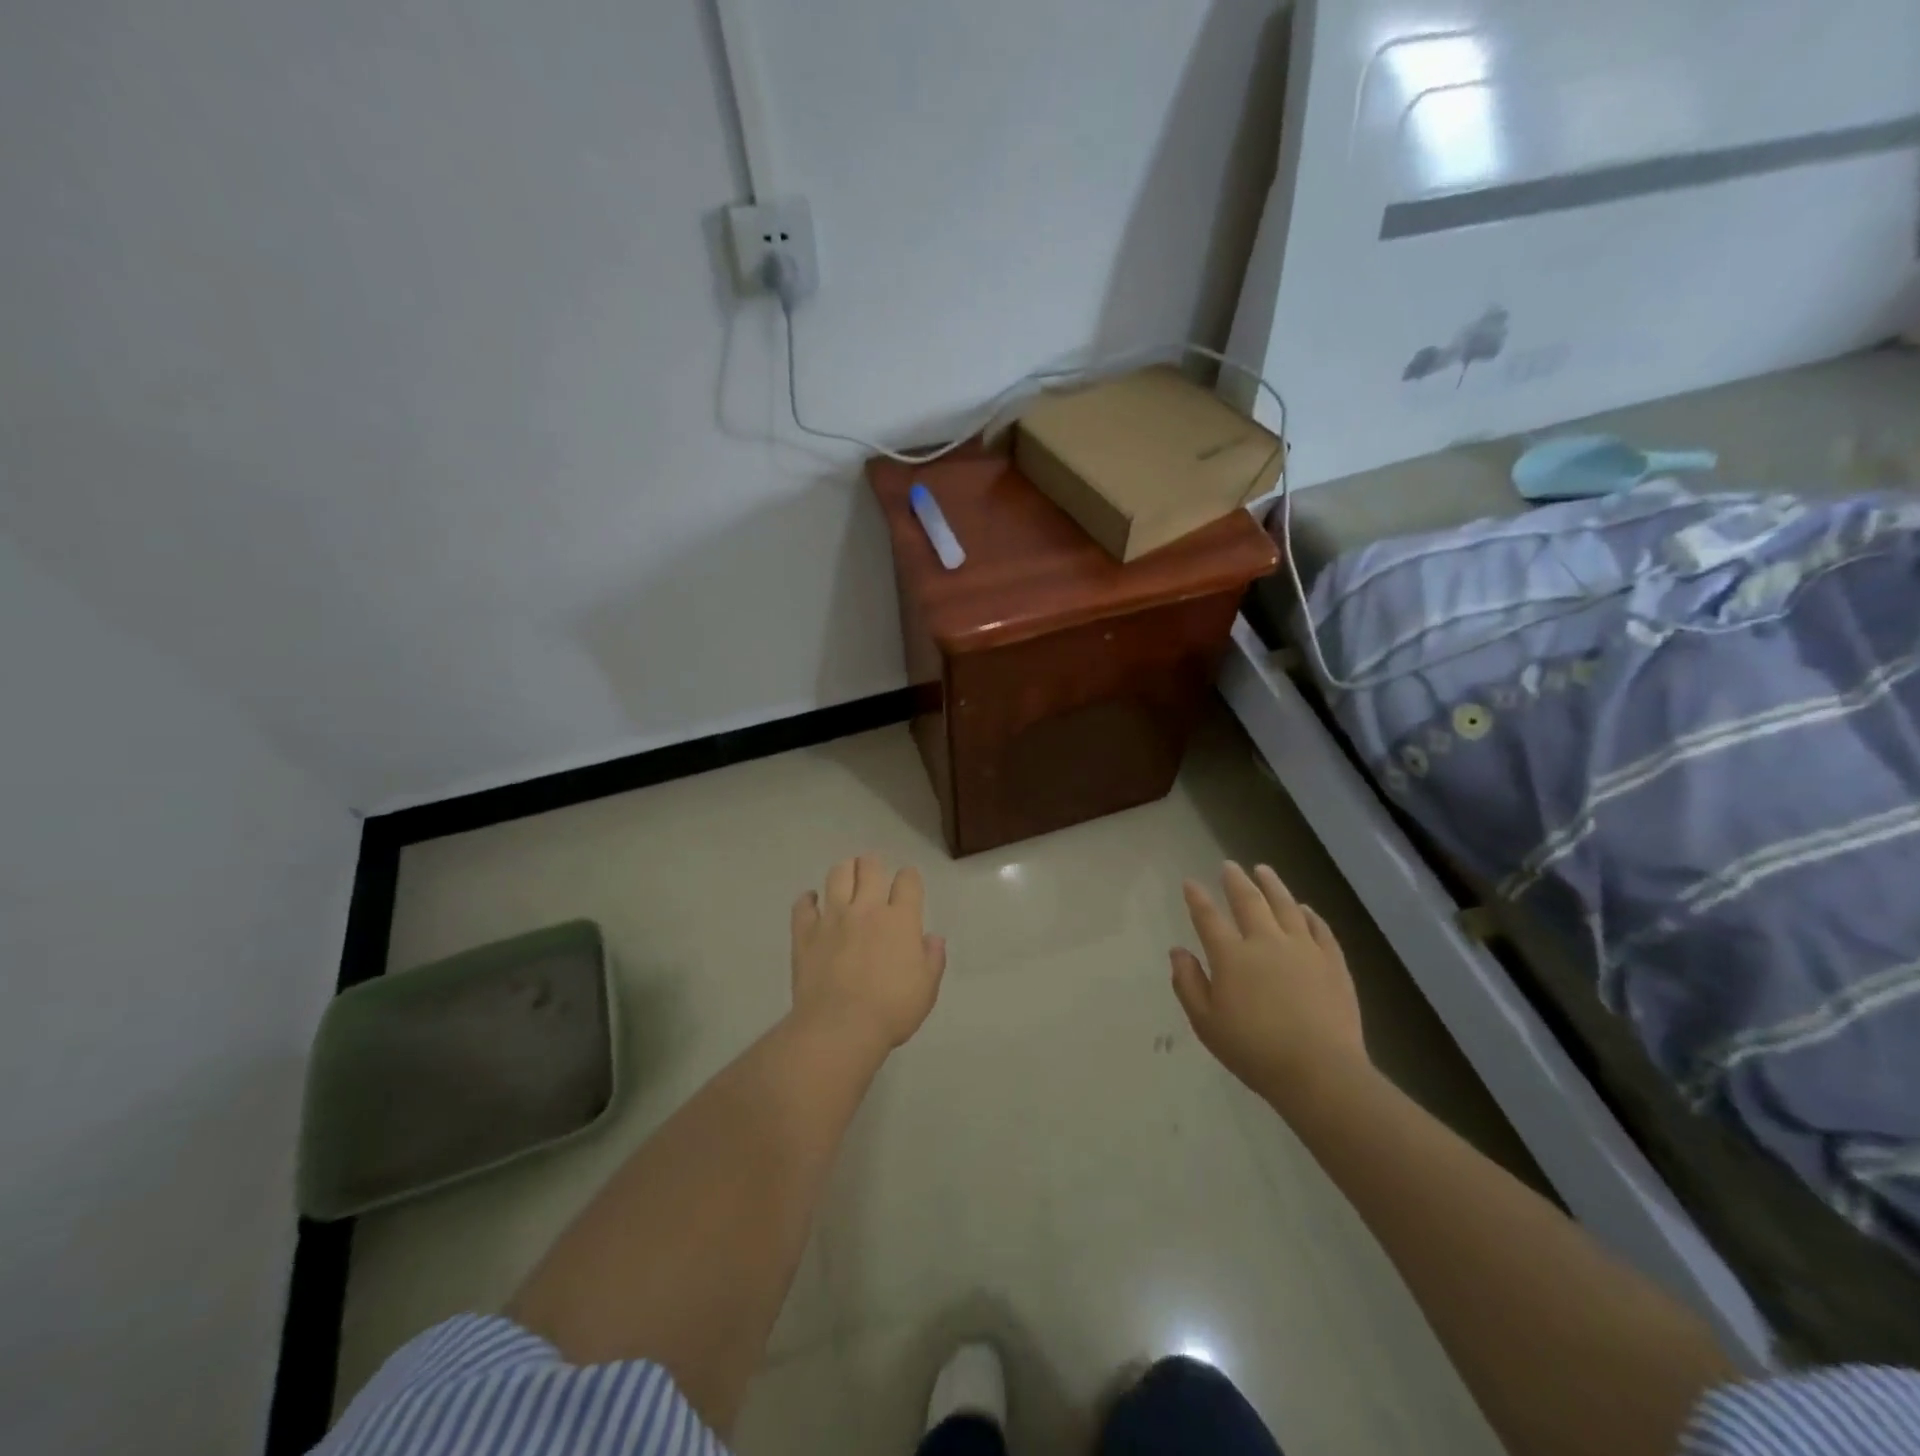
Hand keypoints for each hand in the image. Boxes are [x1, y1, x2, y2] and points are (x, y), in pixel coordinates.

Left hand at [791, 855, 946, 1051]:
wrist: (840, 1028)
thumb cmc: (891, 1011)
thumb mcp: (926, 989)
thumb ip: (933, 959)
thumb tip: (932, 938)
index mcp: (900, 920)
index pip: (908, 881)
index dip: (909, 878)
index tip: (908, 884)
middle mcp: (867, 909)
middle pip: (869, 867)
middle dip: (873, 865)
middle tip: (873, 875)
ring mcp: (833, 918)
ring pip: (837, 875)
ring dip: (844, 871)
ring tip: (846, 878)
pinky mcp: (805, 933)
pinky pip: (803, 905)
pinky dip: (808, 900)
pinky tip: (812, 902)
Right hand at [1171, 862, 1368, 1107]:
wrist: (1320, 1072)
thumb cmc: (1254, 1050)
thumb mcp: (1206, 1023)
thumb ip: (1188, 984)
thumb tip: (1178, 952)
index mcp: (1231, 956)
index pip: (1208, 917)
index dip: (1197, 898)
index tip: (1190, 882)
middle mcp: (1266, 941)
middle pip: (1249, 901)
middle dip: (1236, 880)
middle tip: (1229, 865)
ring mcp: (1303, 949)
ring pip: (1286, 905)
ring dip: (1272, 885)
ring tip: (1264, 870)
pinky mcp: (1333, 962)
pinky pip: (1320, 928)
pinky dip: (1310, 914)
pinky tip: (1305, 908)